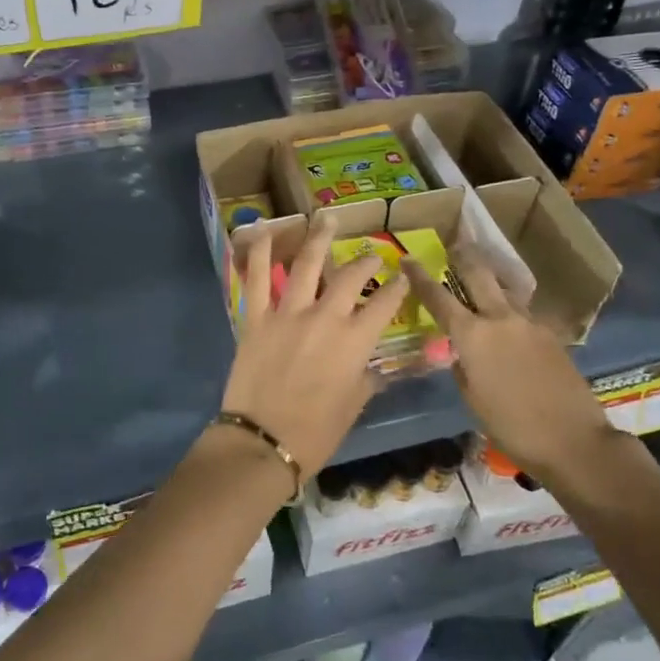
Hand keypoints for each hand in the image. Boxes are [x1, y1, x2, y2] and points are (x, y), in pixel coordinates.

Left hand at [219, 215, 409, 476]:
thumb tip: (374, 367)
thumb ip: (366, 378)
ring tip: (326, 218)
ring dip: (318, 238)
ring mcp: (288, 313)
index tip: (403, 277)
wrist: (263, 442)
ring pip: (306, 264)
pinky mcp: (256, 317)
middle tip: (372, 253)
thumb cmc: (316, 432)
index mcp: (354, 342)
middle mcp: (325, 318)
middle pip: (349, 278)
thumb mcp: (353, 406)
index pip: (384, 305)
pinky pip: (256, 277)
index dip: (397, 289)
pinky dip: (257, 251)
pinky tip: (262, 229)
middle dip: (365, 262)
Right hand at [403, 248, 609, 477]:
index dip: (420, 278)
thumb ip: (463, 367)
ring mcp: (529, 323)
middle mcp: (500, 318)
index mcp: (472, 335)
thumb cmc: (511, 426)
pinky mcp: (550, 334)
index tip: (408, 261)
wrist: (574, 440)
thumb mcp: (472, 399)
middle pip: (478, 274)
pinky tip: (509, 324)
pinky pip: (523, 313)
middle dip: (463, 257)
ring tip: (482, 280)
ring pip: (504, 290)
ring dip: (490, 281)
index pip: (438, 298)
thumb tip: (464, 353)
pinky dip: (510, 311)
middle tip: (454, 246)